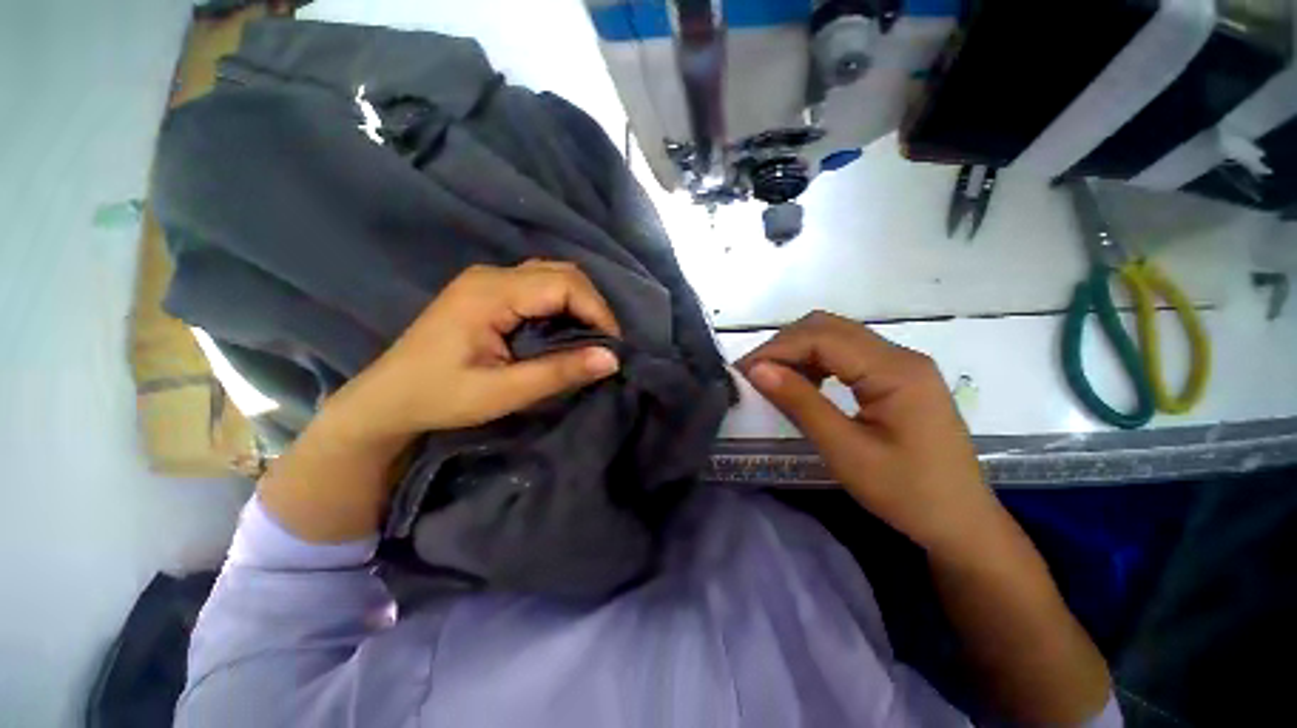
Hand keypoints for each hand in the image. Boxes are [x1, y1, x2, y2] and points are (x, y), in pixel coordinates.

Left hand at [326, 260, 621, 446]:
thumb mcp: (503, 392)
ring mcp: (487, 279)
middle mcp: (491, 275)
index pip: (564, 284)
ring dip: (579, 304)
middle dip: (592, 306)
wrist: (386, 399)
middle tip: (604, 343)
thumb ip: (559, 372)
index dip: (597, 311)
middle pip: (561, 273)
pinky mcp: (488, 291)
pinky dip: (561, 305)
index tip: (612, 347)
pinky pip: (538, 286)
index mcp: (491, 293)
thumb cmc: (440, 398)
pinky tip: (564, 330)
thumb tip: (612, 359)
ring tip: (589, 338)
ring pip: (552, 276)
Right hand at [737, 311, 995, 554]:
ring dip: (799, 351)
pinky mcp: (897, 377)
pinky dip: (816, 362)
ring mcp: (901, 364)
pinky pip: (847, 355)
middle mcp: (900, 355)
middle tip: (755, 374)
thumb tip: (757, 369)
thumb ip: (800, 403)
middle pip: (829, 327)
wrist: (960, 523)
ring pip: (836, 337)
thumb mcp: (846, 451)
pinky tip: (805, 385)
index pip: (822, 337)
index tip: (744, 371)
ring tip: (774, 379)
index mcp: (895, 370)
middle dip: (785, 345)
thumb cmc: (906, 493)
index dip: (777, 349)